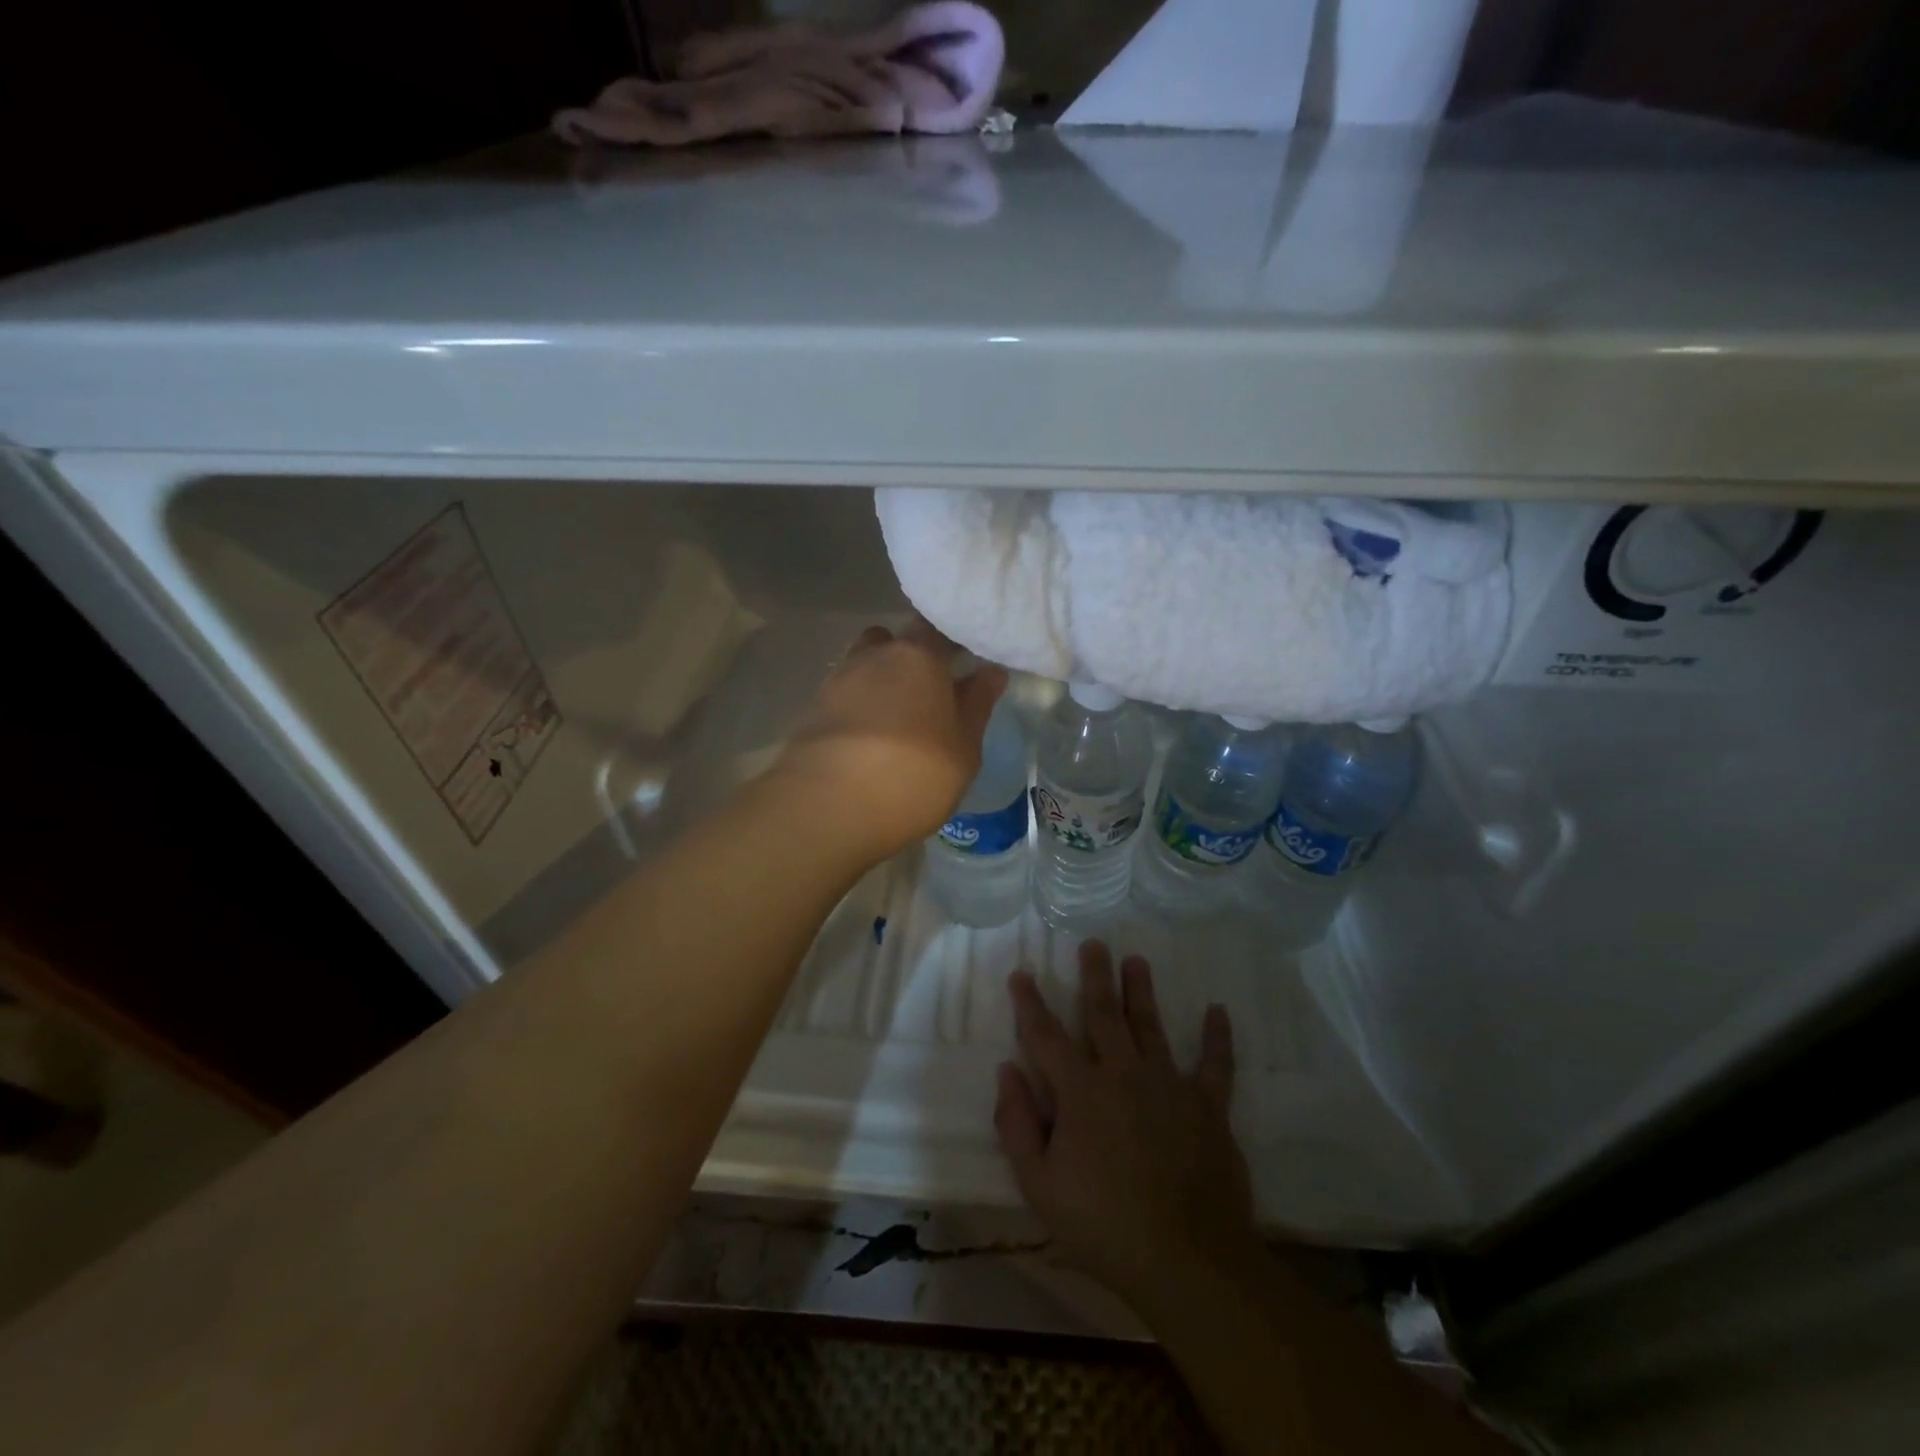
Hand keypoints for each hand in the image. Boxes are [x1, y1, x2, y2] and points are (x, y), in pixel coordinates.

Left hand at [770, 619, 1006, 865]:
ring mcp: (836, 681)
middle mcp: (873, 656)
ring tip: (895, 721)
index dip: (950, 642)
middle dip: (909, 659)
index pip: (936, 628)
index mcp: (918, 655)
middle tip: (928, 694)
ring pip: (863, 667)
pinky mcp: (810, 711)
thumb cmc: (913, 774)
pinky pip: (842, 698)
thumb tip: (990, 672)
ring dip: (878, 683)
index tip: (964, 663)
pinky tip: (866, 741)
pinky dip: (855, 710)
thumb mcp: (964, 748)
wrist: (827, 808)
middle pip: (893, 642)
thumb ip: (977, 705)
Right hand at [995, 942, 1258, 1320]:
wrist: (1186, 1261)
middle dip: (1095, 976)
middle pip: (1104, 1014)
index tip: (1021, 974)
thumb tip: (1007, 1071)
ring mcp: (1169, 1085)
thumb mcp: (1039, 1185)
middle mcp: (1122, 1073)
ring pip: (1151, 1026)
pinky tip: (1219, 1011)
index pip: (1045, 1035)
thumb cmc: (1102, 1225)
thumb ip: (1017, 1124)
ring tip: (1137, 960)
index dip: (1030, 1003)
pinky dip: (1217, 1037)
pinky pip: (1215, 1064)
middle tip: (1094, 943)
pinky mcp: (1208, 1106)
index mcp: (1080, 1090)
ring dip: (1141, 992)